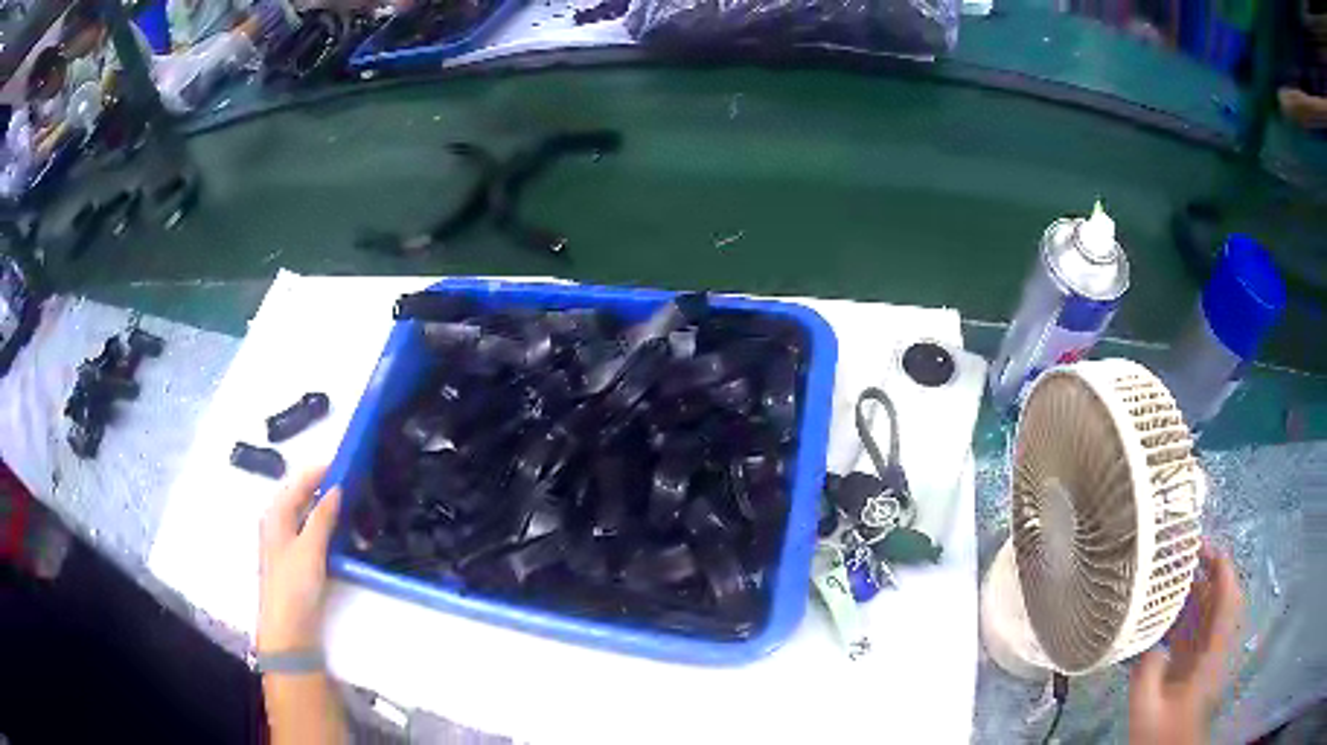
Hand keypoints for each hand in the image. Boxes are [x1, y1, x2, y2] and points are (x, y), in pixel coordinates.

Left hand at [258, 466, 341, 653]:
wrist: (288, 631)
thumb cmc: (294, 586)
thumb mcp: (310, 549)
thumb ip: (322, 517)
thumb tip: (336, 487)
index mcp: (277, 514)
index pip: (300, 481)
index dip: (322, 470)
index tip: (350, 462)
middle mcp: (280, 523)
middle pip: (305, 496)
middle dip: (329, 488)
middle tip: (359, 485)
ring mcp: (289, 543)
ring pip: (311, 516)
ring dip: (332, 510)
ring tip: (359, 507)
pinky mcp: (299, 561)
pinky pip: (316, 535)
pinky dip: (330, 529)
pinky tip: (348, 535)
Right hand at [1129, 543, 1242, 744]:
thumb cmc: (1162, 734)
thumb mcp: (1148, 708)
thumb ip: (1147, 674)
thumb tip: (1147, 642)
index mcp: (1213, 652)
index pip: (1227, 596)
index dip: (1220, 566)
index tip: (1200, 546)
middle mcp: (1214, 646)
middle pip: (1216, 599)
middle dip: (1201, 575)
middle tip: (1176, 560)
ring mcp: (1206, 656)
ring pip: (1205, 614)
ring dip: (1190, 595)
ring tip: (1167, 582)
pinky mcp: (1195, 666)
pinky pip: (1195, 631)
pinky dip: (1184, 617)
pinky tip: (1165, 616)